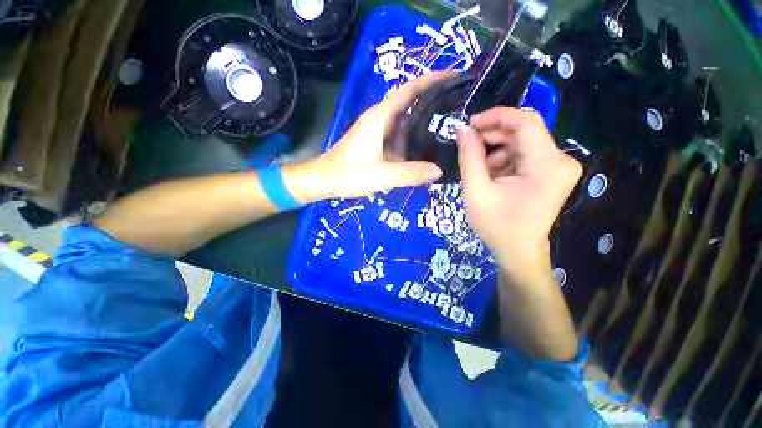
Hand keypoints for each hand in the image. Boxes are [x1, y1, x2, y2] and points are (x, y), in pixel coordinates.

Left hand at [315, 73, 448, 198]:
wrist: (324, 180)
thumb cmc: (348, 174)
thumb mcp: (381, 175)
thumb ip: (410, 173)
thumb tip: (439, 171)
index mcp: (380, 117)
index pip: (410, 90)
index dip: (433, 80)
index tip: (456, 78)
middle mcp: (381, 120)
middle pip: (411, 105)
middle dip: (434, 103)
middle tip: (461, 109)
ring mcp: (379, 133)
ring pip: (406, 124)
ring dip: (426, 124)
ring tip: (452, 128)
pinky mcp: (378, 145)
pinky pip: (400, 139)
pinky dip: (415, 141)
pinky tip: (428, 149)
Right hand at [457, 107, 581, 281]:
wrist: (517, 251)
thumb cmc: (496, 226)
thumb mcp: (476, 191)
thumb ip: (469, 157)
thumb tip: (463, 129)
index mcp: (547, 164)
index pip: (525, 122)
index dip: (496, 116)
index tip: (469, 124)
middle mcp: (560, 160)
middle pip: (523, 131)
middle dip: (492, 136)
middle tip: (468, 146)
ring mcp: (558, 166)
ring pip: (521, 142)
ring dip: (496, 150)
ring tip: (479, 169)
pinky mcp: (551, 172)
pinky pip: (523, 154)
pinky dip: (503, 159)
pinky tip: (491, 175)